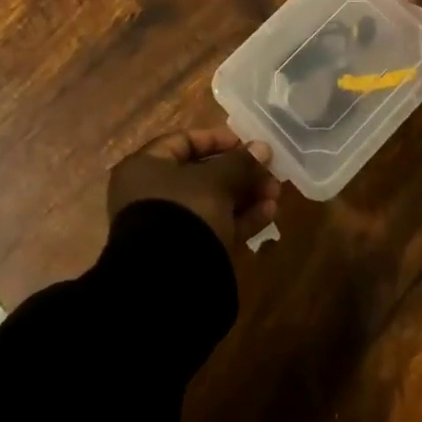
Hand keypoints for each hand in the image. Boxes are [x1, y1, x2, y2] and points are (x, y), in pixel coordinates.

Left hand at [108, 125, 281, 247]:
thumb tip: (263, 148)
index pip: (183, 142)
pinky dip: (240, 220)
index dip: (216, 139)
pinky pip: (214, 228)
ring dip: (245, 196)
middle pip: (201, 175)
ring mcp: (168, 227)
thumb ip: (240, 162)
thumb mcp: (216, 180)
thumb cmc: (185, 211)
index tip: (247, 143)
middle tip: (270, 172)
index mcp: (145, 167)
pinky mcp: (185, 255)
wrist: (168, 282)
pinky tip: (269, 214)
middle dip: (239, 173)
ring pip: (212, 203)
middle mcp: (151, 195)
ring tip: (276, 194)